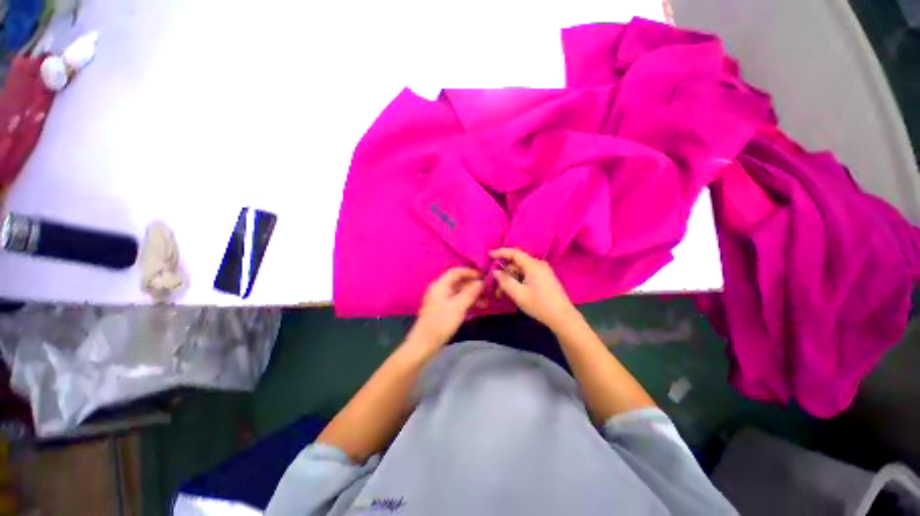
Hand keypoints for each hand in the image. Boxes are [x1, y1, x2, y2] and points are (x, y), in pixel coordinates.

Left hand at [407, 268, 483, 349]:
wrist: (424, 344)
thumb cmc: (441, 323)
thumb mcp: (458, 307)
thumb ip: (470, 293)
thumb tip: (481, 282)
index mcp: (440, 285)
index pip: (456, 272)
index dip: (470, 272)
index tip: (484, 275)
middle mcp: (439, 289)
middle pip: (458, 281)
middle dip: (473, 285)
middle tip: (487, 290)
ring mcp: (440, 299)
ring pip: (458, 292)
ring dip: (471, 295)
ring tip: (486, 301)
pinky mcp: (442, 309)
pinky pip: (456, 300)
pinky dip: (466, 302)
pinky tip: (477, 307)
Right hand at [490, 248, 579, 331]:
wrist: (562, 317)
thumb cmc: (540, 305)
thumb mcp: (519, 294)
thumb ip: (505, 281)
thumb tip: (496, 271)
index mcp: (533, 265)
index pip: (515, 253)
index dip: (501, 252)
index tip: (489, 254)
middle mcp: (539, 265)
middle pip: (517, 263)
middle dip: (505, 272)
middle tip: (495, 284)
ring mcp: (543, 271)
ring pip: (521, 270)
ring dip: (511, 278)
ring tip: (502, 293)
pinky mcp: (545, 278)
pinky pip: (527, 274)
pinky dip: (519, 280)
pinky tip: (514, 291)